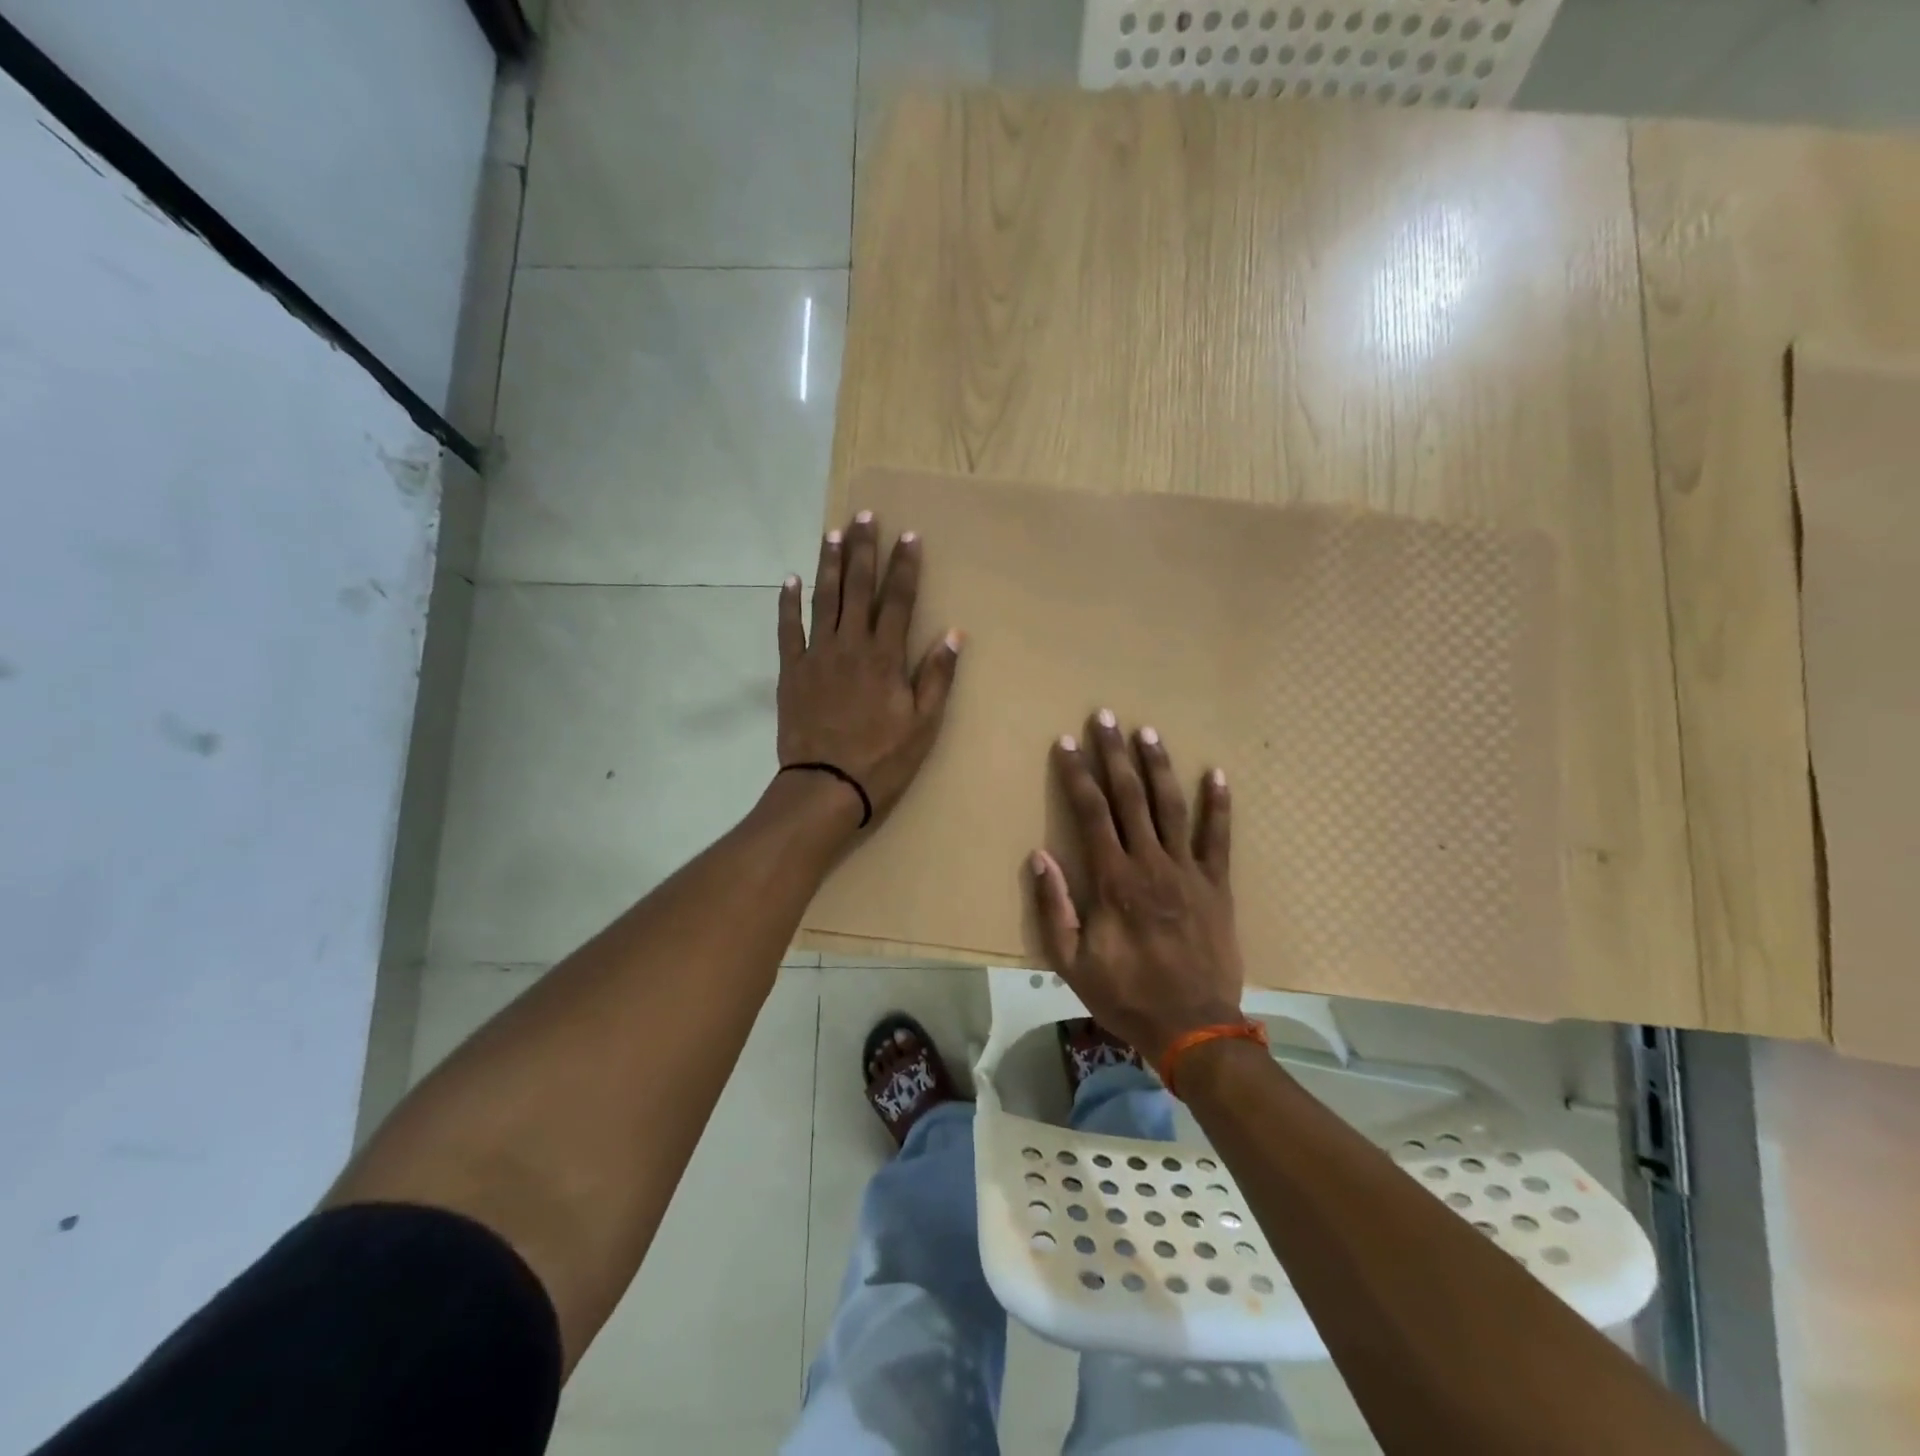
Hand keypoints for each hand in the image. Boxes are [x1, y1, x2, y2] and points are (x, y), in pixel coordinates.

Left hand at [776, 511, 961, 828]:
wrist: (826, 785)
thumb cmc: (882, 759)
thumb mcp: (923, 724)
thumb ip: (936, 676)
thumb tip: (954, 634)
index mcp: (885, 657)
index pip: (899, 600)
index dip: (905, 566)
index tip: (908, 535)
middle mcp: (851, 645)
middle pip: (858, 588)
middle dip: (864, 550)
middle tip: (865, 517)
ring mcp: (817, 655)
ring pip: (824, 599)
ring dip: (829, 564)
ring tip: (832, 533)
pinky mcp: (792, 671)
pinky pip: (788, 629)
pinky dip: (788, 603)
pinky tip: (790, 580)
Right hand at [1030, 712, 1242, 1065]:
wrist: (1193, 1027)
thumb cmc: (1125, 994)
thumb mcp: (1071, 962)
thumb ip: (1054, 907)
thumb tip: (1039, 856)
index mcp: (1113, 880)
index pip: (1090, 813)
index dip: (1077, 774)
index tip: (1067, 742)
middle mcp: (1150, 863)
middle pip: (1129, 797)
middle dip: (1114, 754)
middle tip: (1105, 717)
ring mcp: (1187, 871)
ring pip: (1171, 807)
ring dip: (1158, 767)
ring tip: (1148, 733)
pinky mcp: (1216, 885)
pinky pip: (1219, 838)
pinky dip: (1219, 805)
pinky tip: (1217, 775)